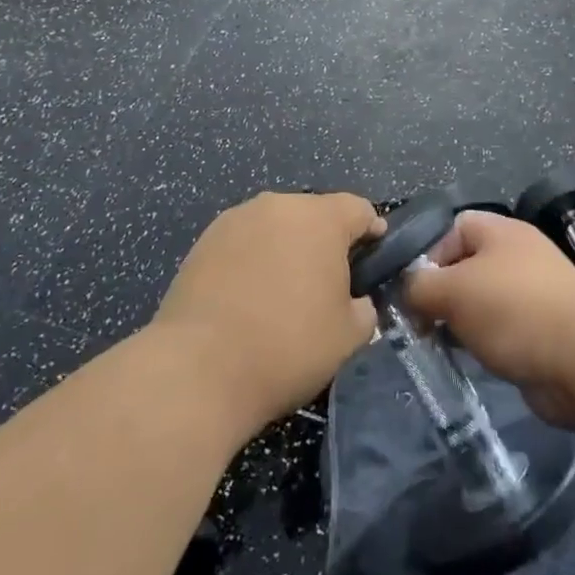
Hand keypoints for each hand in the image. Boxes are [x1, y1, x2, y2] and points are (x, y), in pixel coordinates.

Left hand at [152, 191, 384, 432]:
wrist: (199, 369)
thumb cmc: (287, 347)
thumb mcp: (349, 336)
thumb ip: (364, 308)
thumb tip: (356, 301)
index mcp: (320, 218)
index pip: (359, 209)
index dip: (372, 230)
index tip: (375, 255)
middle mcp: (278, 205)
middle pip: (314, 213)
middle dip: (326, 240)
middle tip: (329, 282)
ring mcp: (236, 219)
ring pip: (276, 226)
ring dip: (286, 247)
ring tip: (284, 290)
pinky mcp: (203, 241)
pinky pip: (243, 242)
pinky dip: (253, 259)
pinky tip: (249, 297)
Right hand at [403, 212, 574, 428]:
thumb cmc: (513, 311)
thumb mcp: (452, 291)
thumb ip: (418, 286)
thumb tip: (407, 292)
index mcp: (500, 231)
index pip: (451, 228)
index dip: (427, 255)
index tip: (413, 290)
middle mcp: (517, 254)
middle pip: (464, 265)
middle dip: (440, 293)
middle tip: (419, 323)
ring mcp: (532, 293)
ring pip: (480, 300)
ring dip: (458, 321)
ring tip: (439, 344)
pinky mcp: (541, 329)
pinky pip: (500, 328)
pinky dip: (482, 341)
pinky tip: (470, 358)